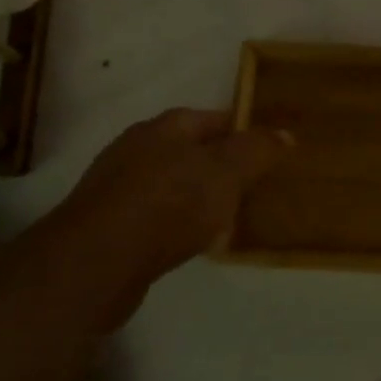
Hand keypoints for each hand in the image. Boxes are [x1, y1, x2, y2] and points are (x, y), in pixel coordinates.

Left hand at [41, 108, 290, 328]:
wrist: (95, 262)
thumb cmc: (169, 204)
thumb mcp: (227, 172)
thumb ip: (257, 150)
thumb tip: (285, 133)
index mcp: (167, 126)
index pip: (217, 118)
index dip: (246, 132)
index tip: (271, 153)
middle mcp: (138, 147)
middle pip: (192, 150)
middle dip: (222, 166)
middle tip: (254, 187)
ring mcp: (117, 185)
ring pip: (172, 183)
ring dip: (197, 196)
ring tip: (227, 219)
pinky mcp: (107, 223)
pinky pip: (154, 214)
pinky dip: (175, 223)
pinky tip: (189, 243)